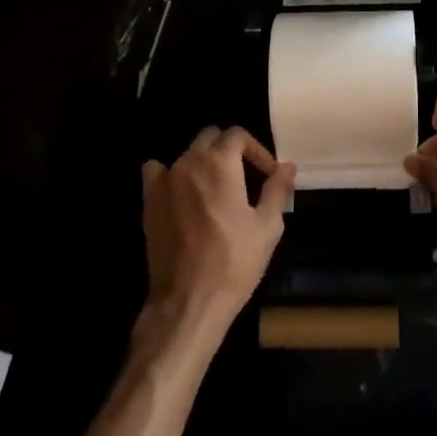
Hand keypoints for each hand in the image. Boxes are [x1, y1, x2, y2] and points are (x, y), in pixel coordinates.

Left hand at [141, 127, 294, 334]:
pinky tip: (181, 192)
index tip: (268, 174)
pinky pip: (156, 171)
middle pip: (210, 137)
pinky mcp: (149, 200)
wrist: (189, 300)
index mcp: (220, 163)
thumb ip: (277, 189)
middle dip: (229, 150)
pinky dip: (170, 174)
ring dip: (203, 162)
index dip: (256, 150)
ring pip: (186, 154)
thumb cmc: (235, 262)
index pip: (237, 134)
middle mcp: (189, 162)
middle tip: (245, 177)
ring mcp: (165, 180)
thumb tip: (287, 166)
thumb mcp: (267, 226)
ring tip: (216, 188)